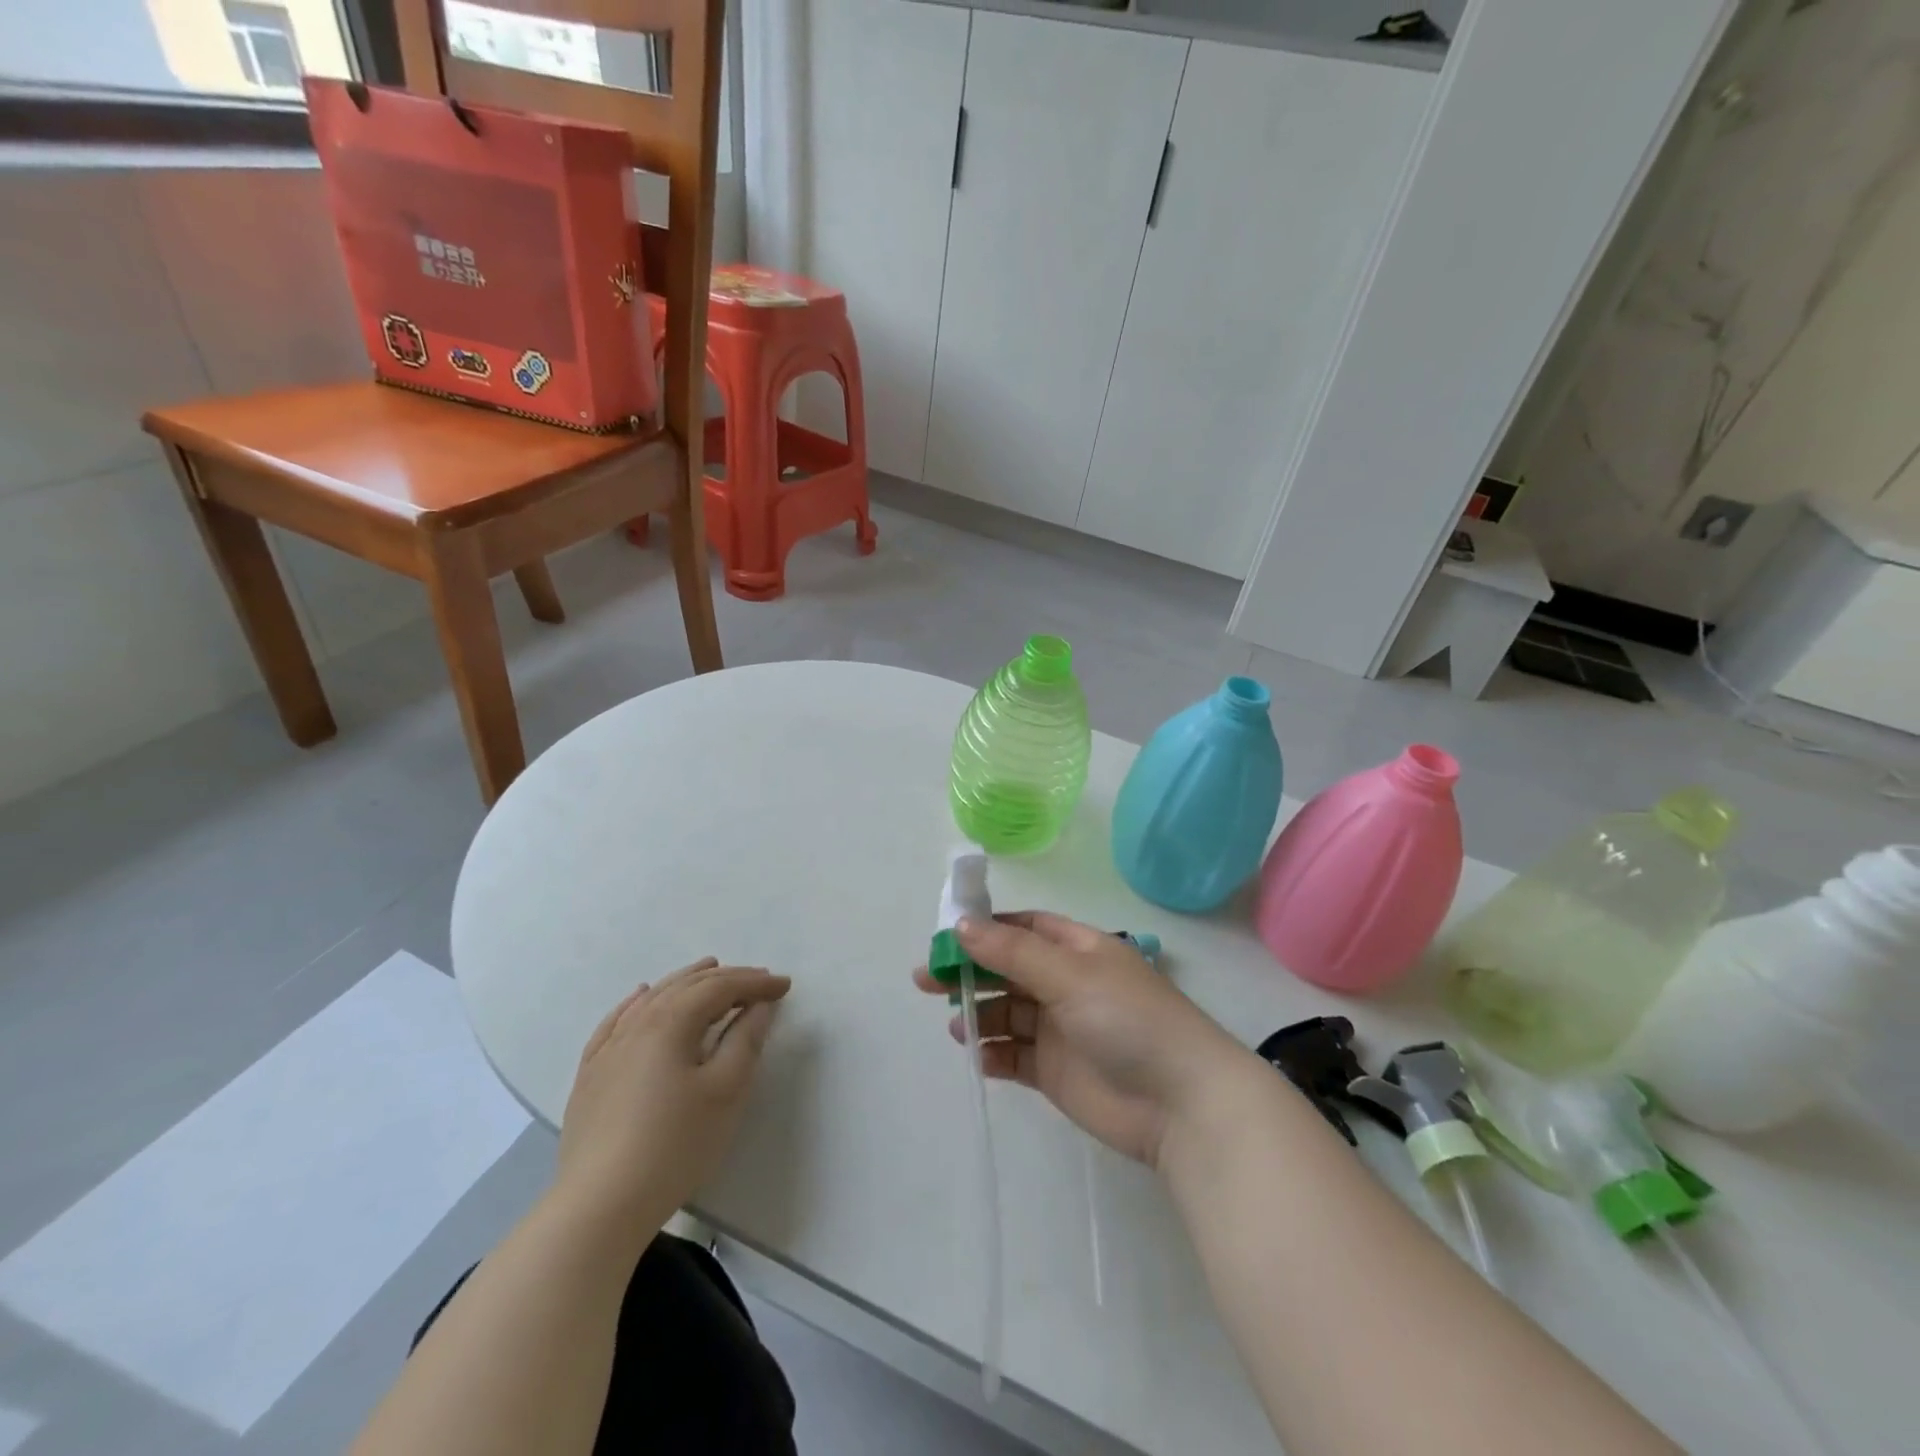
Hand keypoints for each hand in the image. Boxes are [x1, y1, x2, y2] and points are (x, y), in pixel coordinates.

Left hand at [554, 958, 790, 1239]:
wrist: (600, 1206)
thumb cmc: (675, 1145)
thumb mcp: (725, 1091)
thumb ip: (746, 1040)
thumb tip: (759, 1005)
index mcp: (671, 1023)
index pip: (720, 988)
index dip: (755, 983)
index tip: (785, 985)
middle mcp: (637, 1024)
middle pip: (686, 986)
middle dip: (726, 978)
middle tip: (758, 979)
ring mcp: (608, 1049)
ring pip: (652, 998)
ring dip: (686, 980)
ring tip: (709, 969)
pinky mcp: (590, 1075)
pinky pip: (616, 1022)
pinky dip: (636, 1002)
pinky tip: (641, 995)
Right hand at [914, 912, 1254, 1167]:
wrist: (1181, 1104)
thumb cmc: (1128, 1019)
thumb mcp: (1069, 974)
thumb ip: (1012, 952)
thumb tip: (962, 924)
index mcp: (1078, 950)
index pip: (1024, 928)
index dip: (986, 928)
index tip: (945, 935)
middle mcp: (1067, 984)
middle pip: (1008, 969)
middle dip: (970, 971)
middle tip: (926, 979)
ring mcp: (1061, 1030)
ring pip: (1008, 1014)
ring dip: (980, 1015)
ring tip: (955, 1024)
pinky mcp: (1055, 1073)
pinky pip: (1014, 1057)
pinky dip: (993, 1054)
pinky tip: (978, 1056)